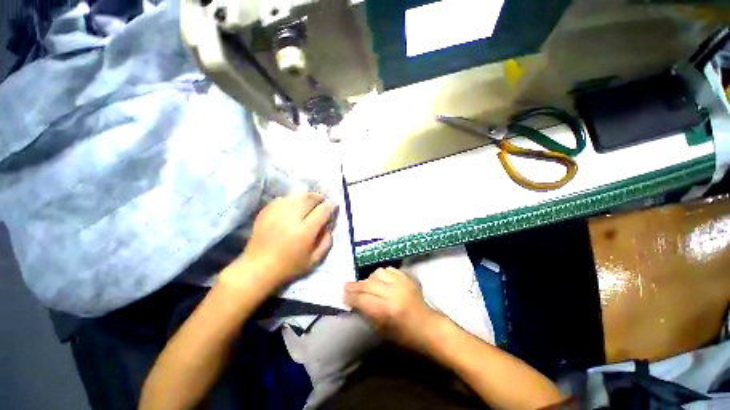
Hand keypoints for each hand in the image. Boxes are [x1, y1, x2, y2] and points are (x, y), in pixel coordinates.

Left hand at [228, 192, 335, 287]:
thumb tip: (329, 225)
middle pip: (310, 198)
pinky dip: (292, 199)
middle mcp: (291, 218)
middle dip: (319, 197)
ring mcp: (277, 213)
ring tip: (310, 201)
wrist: (258, 267)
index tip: (333, 205)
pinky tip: (294, 205)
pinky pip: (283, 198)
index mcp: (305, 231)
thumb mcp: (314, 260)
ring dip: (307, 196)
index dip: (331, 206)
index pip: (322, 210)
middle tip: (323, 201)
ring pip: (296, 195)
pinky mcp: (266, 211)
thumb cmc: (289, 266)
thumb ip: (326, 242)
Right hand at [344, 267, 440, 351]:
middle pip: (369, 284)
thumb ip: (367, 313)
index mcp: (387, 311)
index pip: (363, 300)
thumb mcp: (382, 330)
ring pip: (378, 273)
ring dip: (369, 279)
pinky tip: (379, 279)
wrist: (428, 326)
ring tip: (365, 284)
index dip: (351, 297)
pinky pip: (389, 270)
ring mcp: (402, 283)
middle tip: (346, 286)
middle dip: (355, 286)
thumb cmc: (405, 335)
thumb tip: (354, 301)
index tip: (343, 295)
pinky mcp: (407, 277)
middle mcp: (394, 293)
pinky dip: (382, 274)